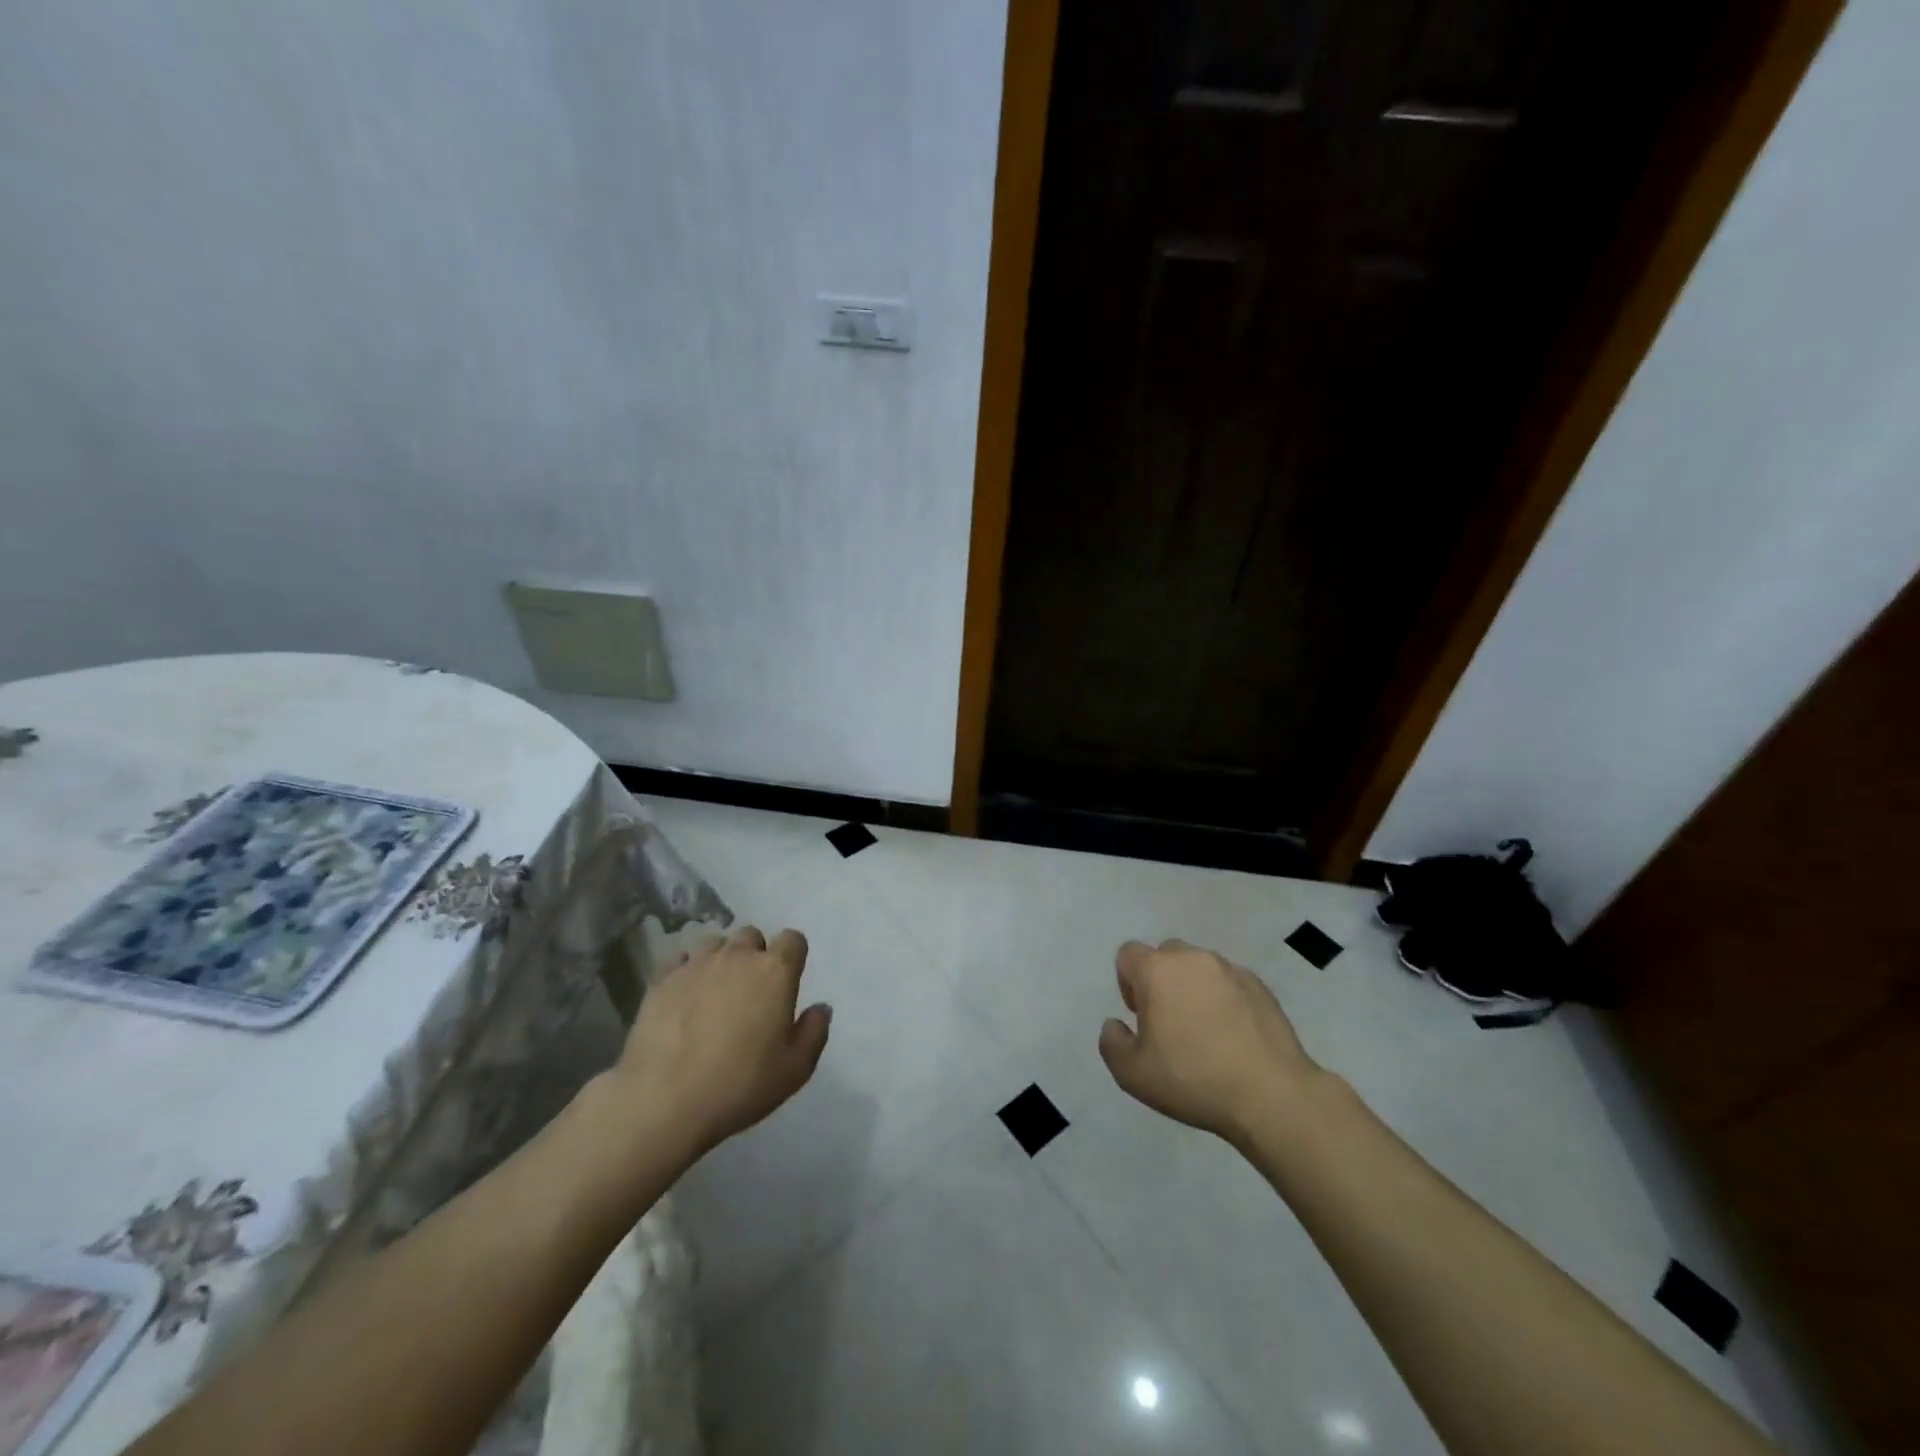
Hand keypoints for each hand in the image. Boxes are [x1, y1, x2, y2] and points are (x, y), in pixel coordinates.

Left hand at [606, 925, 831, 1159]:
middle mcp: (737, 956)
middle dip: (755, 954)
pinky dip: (687, 970)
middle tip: (751, 989)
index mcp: (775, 971)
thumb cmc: (741, 1083)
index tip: (788, 980)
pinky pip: (680, 959)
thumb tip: (821, 1008)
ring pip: (715, 943)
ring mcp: (696, 964)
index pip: (793, 939)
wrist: (665, 1099)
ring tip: (715, 990)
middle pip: (751, 935)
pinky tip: (684, 995)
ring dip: (721, 958)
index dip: (793, 956)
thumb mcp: (795, 1068)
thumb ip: (814, 1031)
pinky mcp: (662, 979)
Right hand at [1098, 939, 1321, 1145]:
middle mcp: (1193, 959)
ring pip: (1200, 967)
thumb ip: (1112, 1042)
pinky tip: (1233, 1036)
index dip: (1127, 982)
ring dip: (1194, 988)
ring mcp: (1231, 970)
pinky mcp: (1261, 986)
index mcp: (1157, 970)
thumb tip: (1115, 1024)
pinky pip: (1230, 982)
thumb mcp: (1132, 1074)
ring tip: (1204, 1030)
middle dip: (1161, 980)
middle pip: (1165, 955)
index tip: (1140, 1016)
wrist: (1271, 1096)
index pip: (1128, 954)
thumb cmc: (1193, 1079)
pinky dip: (1224, 999)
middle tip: (1169, 1022)